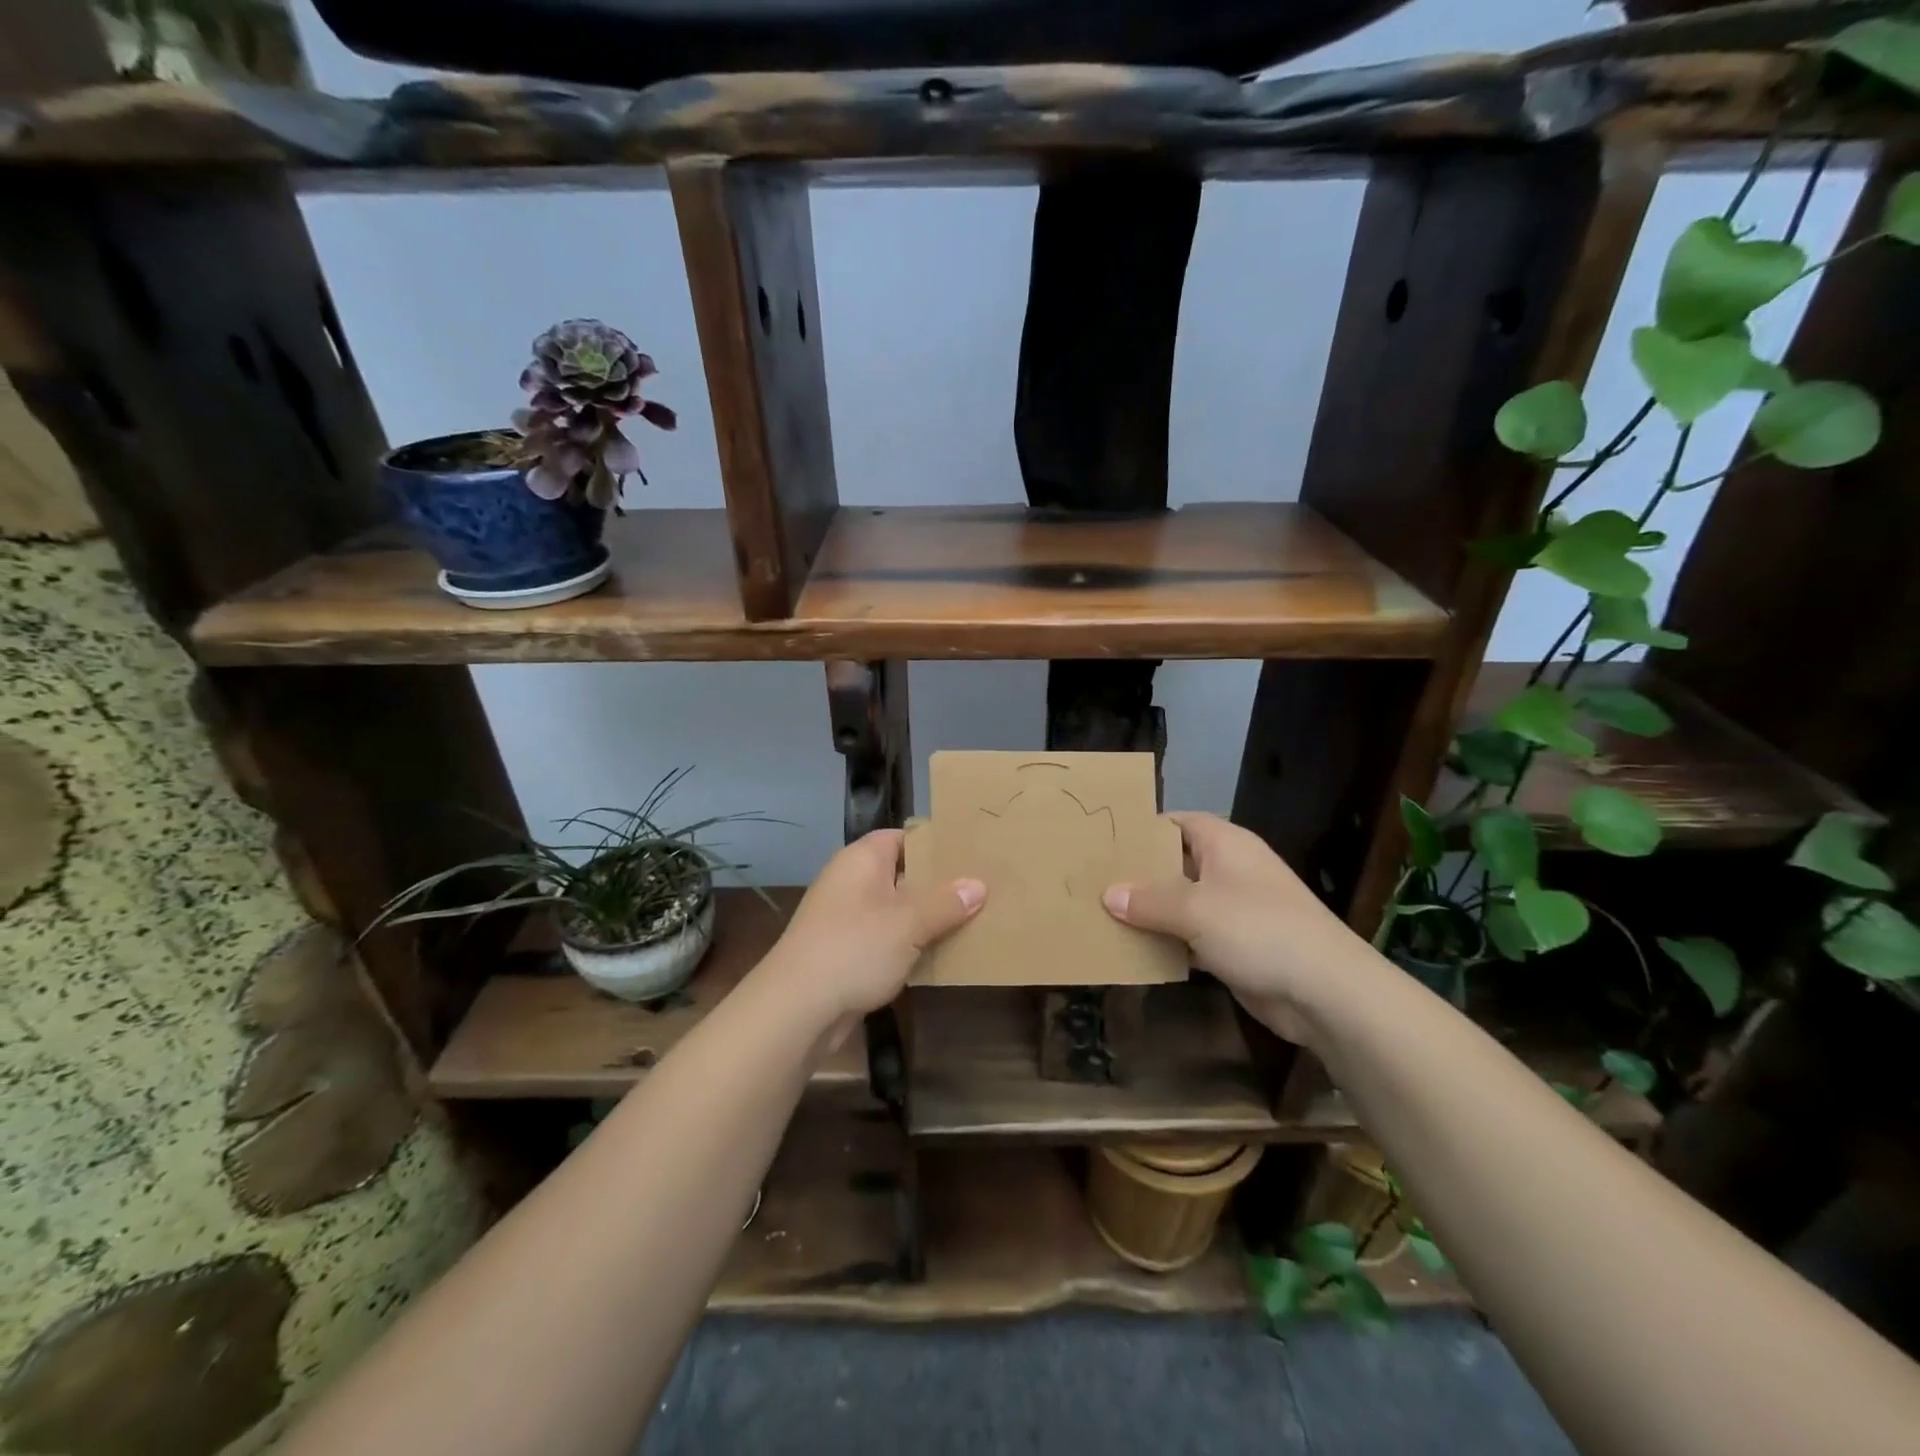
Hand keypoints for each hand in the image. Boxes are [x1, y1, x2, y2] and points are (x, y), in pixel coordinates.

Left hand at [761, 830, 984, 1034]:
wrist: (796, 1009)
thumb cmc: (854, 949)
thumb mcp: (908, 923)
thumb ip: (946, 903)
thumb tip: (979, 885)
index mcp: (862, 859)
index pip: (903, 837)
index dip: (936, 844)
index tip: (972, 854)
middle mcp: (852, 881)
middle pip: (903, 874)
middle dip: (938, 885)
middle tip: (982, 889)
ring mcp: (846, 918)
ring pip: (897, 910)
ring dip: (927, 919)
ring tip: (973, 921)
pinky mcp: (846, 952)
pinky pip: (887, 939)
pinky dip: (910, 945)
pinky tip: (941, 955)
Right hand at [1102, 811, 1370, 1043]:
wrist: (1325, 992)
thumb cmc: (1258, 930)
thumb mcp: (1194, 909)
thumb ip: (1148, 901)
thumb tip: (1108, 894)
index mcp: (1225, 844)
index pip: (1177, 822)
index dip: (1143, 829)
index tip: (1105, 841)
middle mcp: (1230, 870)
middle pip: (1176, 863)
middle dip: (1139, 874)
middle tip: (1094, 881)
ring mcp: (1235, 909)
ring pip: (1182, 903)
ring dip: (1151, 913)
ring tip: (1103, 916)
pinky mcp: (1237, 947)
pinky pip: (1193, 937)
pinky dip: (1169, 943)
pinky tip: (1135, 951)